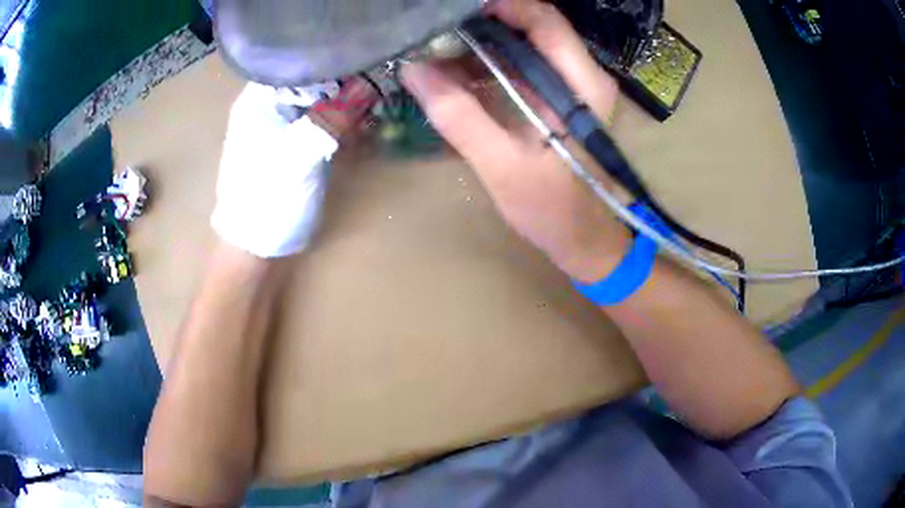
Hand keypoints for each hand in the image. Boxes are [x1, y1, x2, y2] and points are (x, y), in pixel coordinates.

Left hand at [211, 80, 374, 257]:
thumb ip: (331, 118)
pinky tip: (359, 131)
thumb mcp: (299, 155)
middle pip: (311, 80)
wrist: (257, 247)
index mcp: (259, 101)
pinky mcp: (295, 146)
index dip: (330, 62)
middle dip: (343, 84)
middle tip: (374, 91)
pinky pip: (321, 124)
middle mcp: (269, 106)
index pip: (298, 63)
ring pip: (319, 102)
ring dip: (345, 106)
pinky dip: (340, 125)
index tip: (363, 66)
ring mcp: (283, 127)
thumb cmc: (268, 199)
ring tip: (370, 112)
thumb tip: (368, 88)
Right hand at [401, 0, 630, 282]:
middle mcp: (582, 75)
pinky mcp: (557, 99)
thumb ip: (461, 117)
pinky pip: (520, 65)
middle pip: (532, 25)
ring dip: (480, 42)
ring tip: (435, 50)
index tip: (450, 11)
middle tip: (434, 30)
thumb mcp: (503, 167)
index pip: (542, 20)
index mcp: (582, 85)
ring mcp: (571, 86)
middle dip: (482, 22)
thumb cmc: (554, 211)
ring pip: (524, 43)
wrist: (585, 240)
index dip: (498, 6)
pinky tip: (454, 74)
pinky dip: (487, 63)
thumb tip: (415, 71)